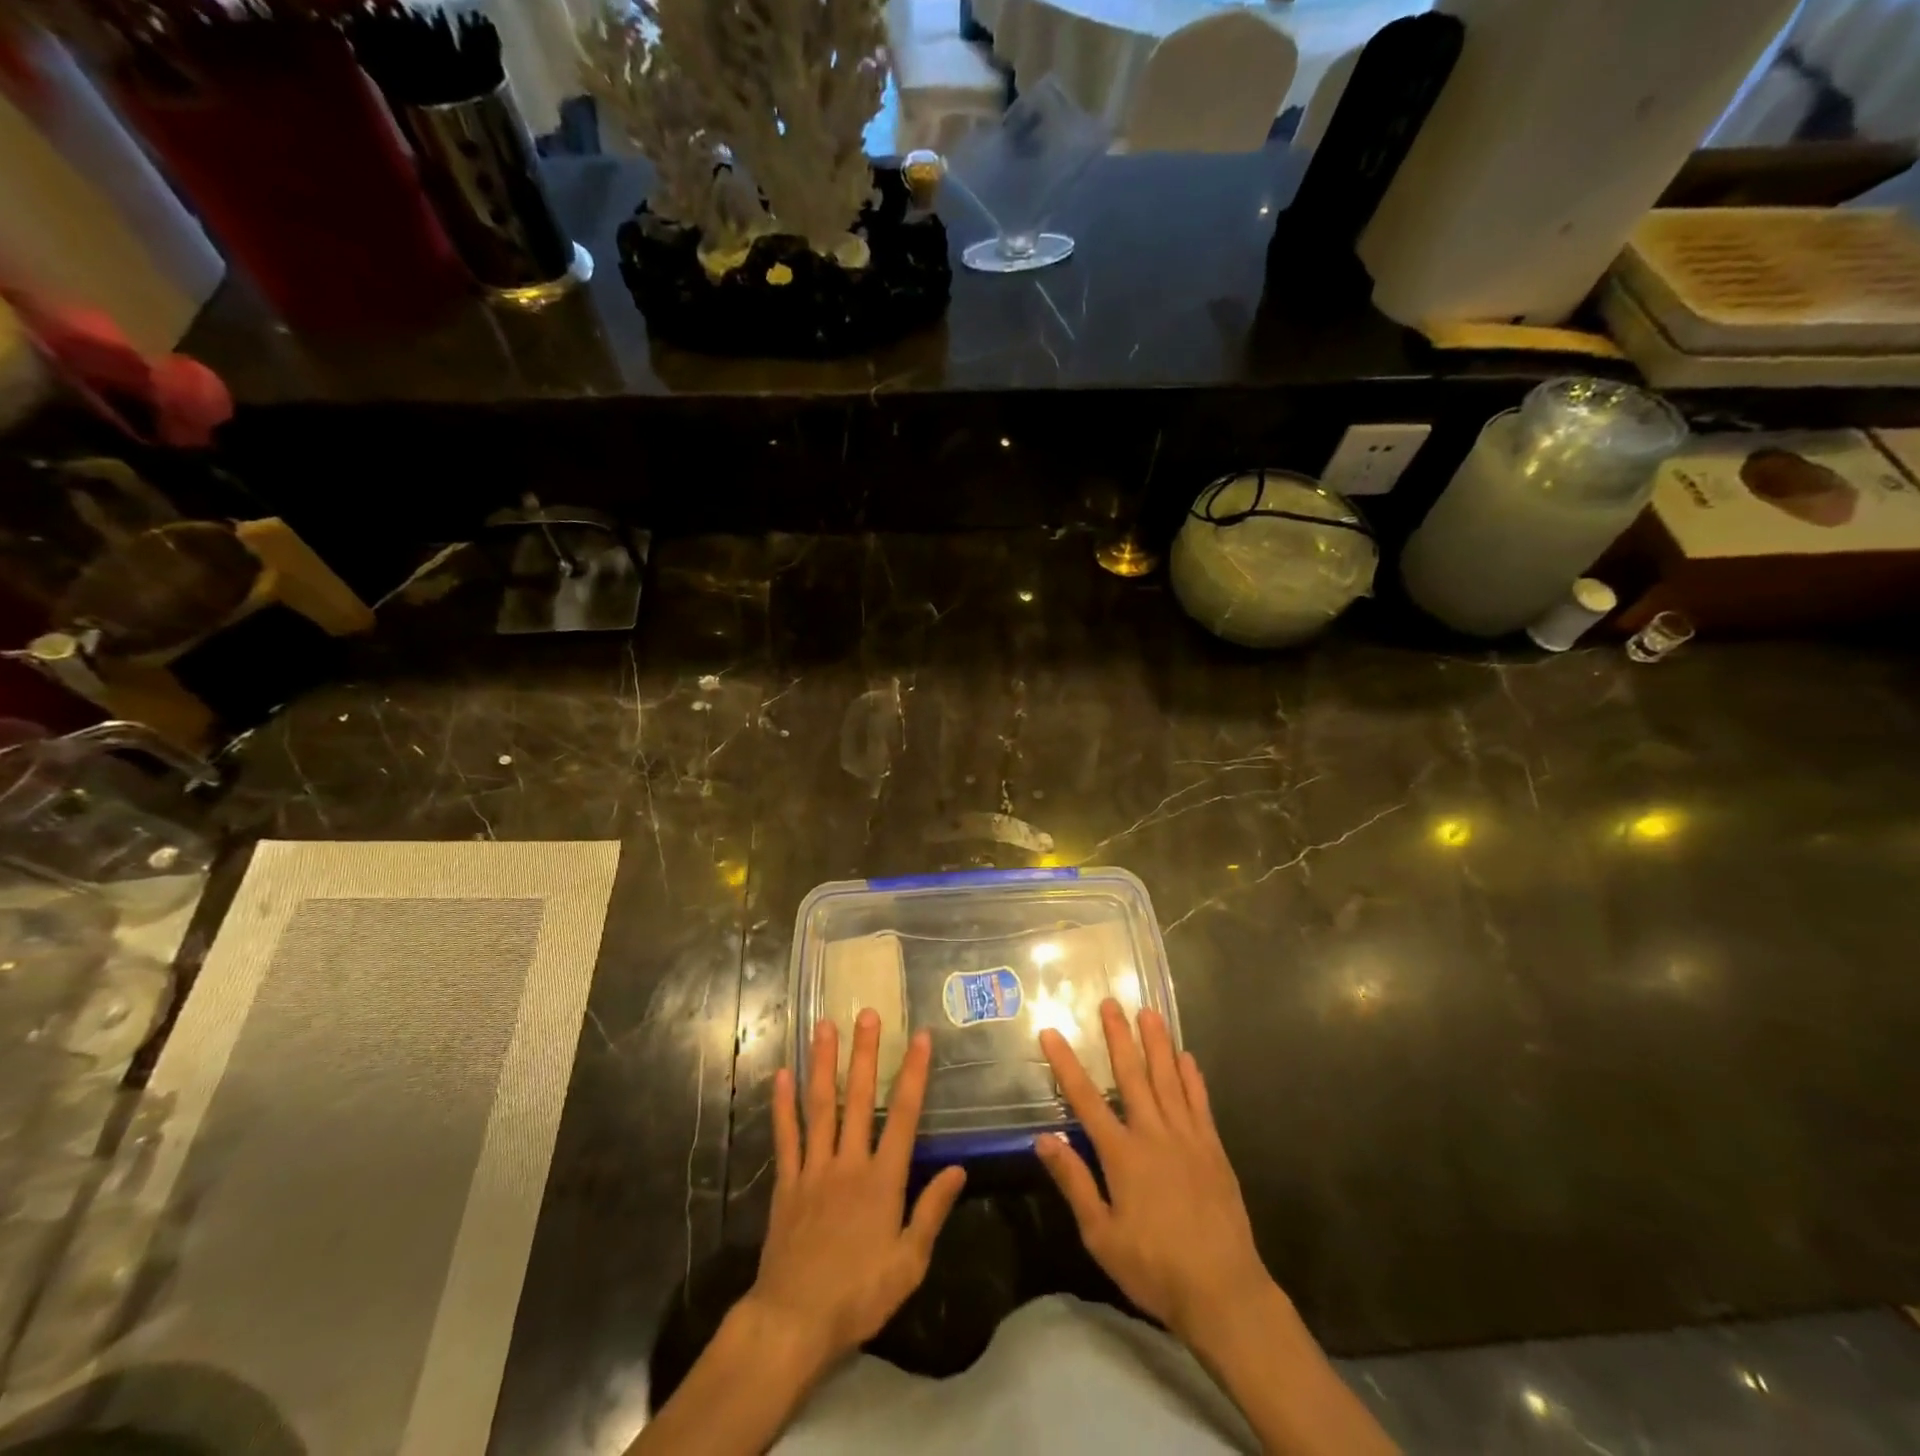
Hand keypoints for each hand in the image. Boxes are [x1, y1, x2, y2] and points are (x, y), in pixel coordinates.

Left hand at [745, 1010, 967, 1371]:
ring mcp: (814, 1169)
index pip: (903, 1115)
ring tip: (824, 1026)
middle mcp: (848, 1162)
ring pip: (819, 1106)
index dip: (913, 1073)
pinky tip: (782, 1075)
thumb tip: (958, 1169)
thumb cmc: (859, 1295)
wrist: (794, 1322)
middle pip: (858, 1098)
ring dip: (823, 1063)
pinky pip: (786, 1136)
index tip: (919, 1037)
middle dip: (864, 1053)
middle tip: (866, 1013)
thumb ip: (932, 1211)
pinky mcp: (787, 1182)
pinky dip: (783, 1104)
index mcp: (882, 1180)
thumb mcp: (908, 1263)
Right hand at [1036, 1000, 1274, 1343]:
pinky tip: (1187, 1057)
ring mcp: (1187, 1138)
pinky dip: (1192, 1078)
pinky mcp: (1213, 1149)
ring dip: (1157, 1044)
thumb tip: (1043, 1139)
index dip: (1066, 1064)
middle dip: (1118, 1037)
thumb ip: (1074, 1182)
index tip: (1052, 1033)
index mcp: (1122, 1155)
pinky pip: (1200, 1103)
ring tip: (1148, 1012)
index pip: (1086, 1099)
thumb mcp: (1101, 1235)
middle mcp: (1153, 1134)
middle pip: (1132, 1075)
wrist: (1223, 1291)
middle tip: (1110, 1002)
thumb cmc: (1154, 1268)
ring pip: (1168, 1079)